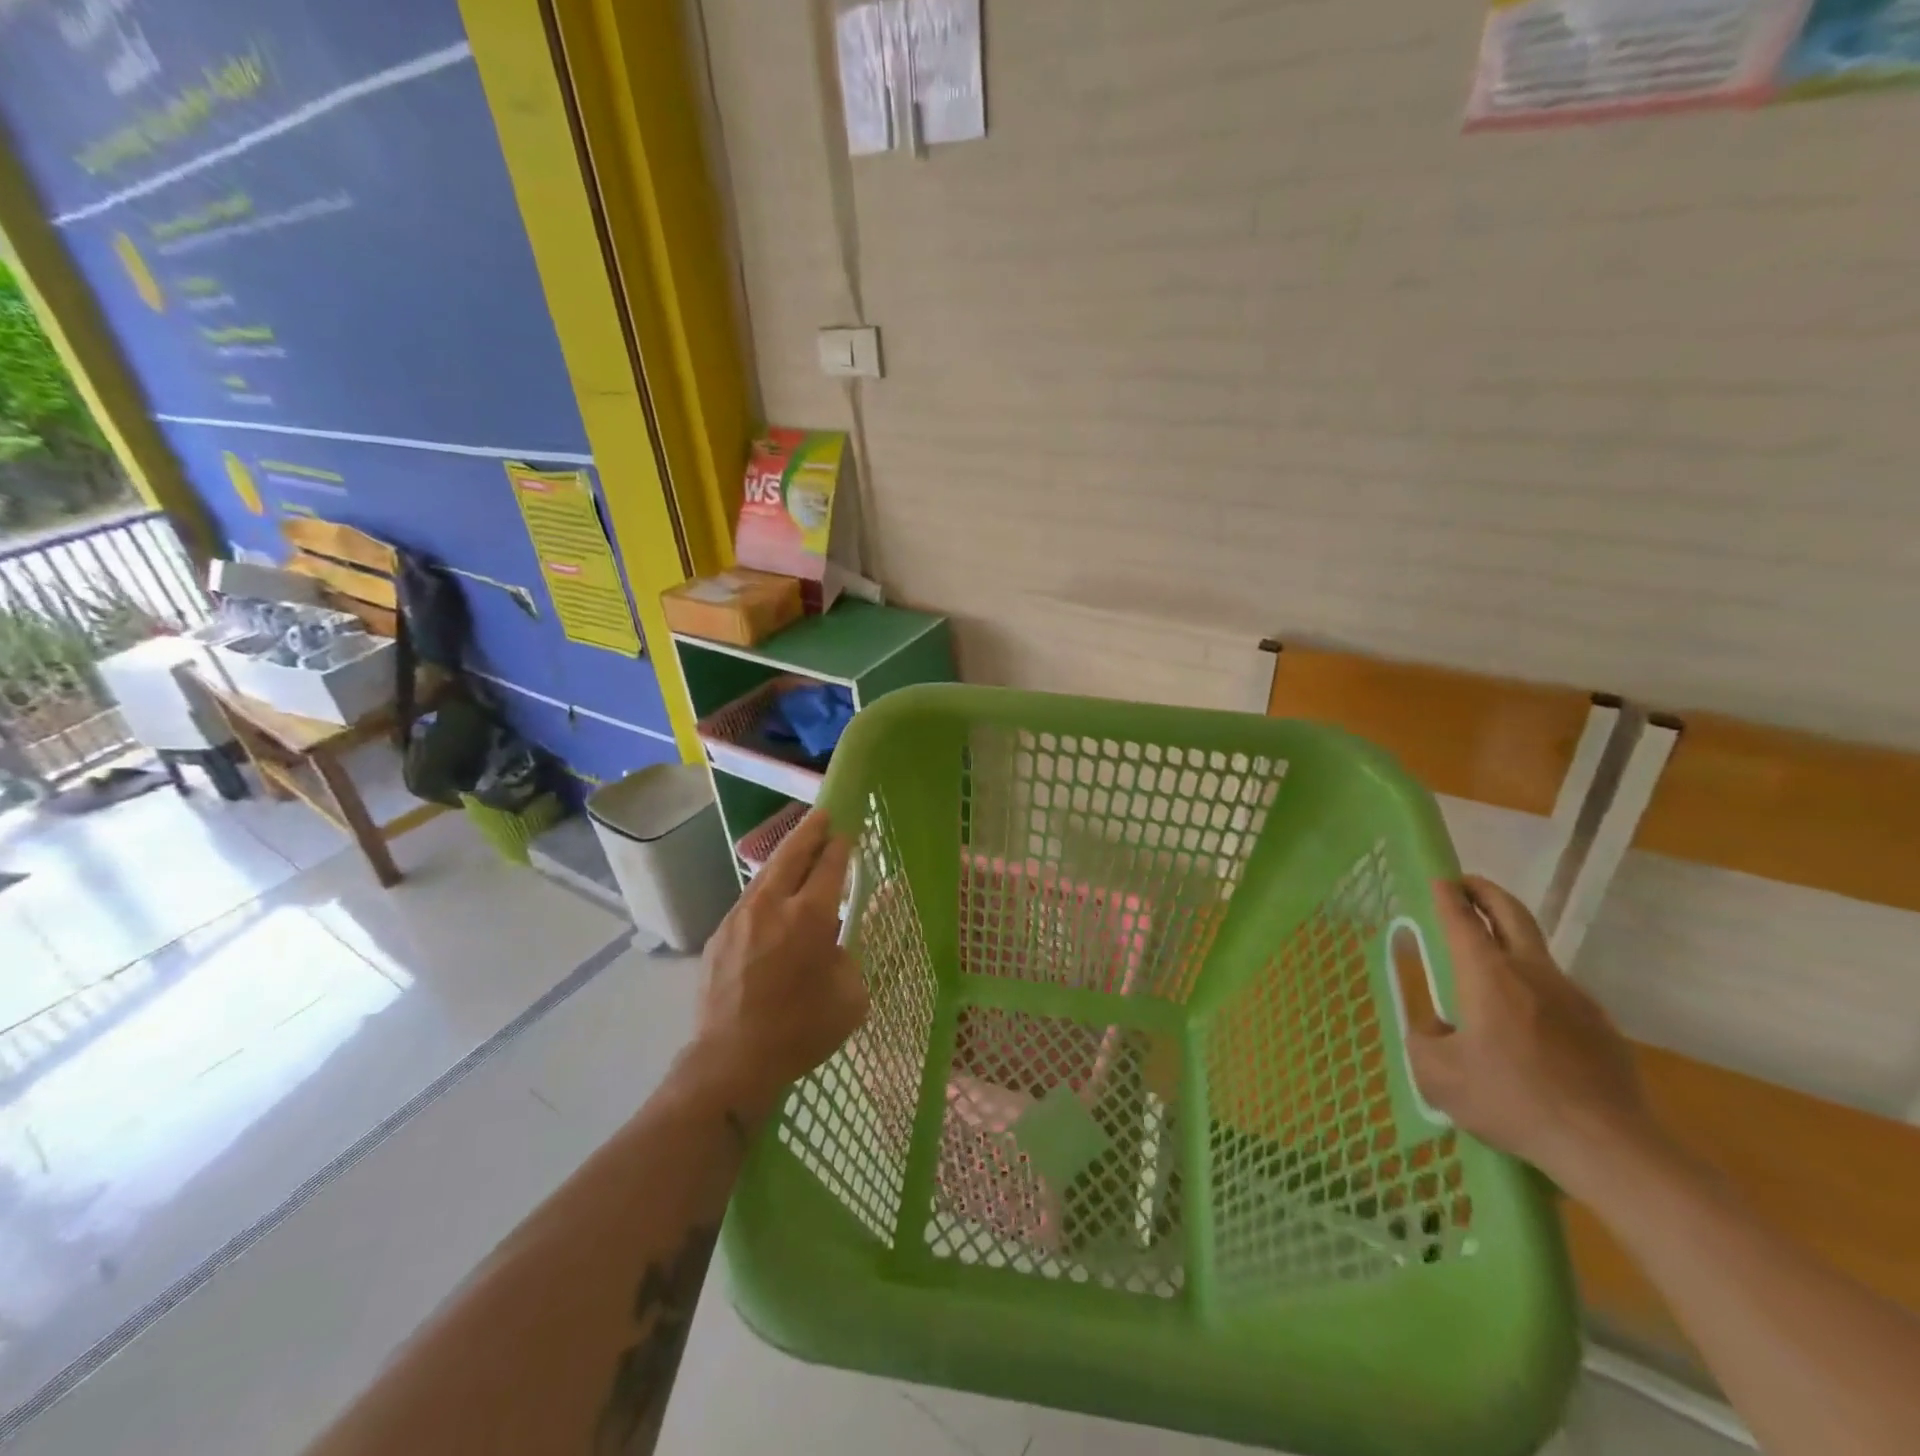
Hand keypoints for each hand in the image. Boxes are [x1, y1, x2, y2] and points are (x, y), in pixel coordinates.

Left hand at [689, 808, 867, 1123]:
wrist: (731, 1061)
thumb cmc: (800, 1030)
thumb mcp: (850, 997)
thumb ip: (847, 959)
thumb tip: (834, 944)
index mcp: (810, 917)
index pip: (829, 866)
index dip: (840, 846)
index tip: (847, 832)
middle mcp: (772, 906)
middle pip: (792, 855)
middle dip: (810, 832)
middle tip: (822, 815)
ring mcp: (739, 918)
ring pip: (765, 875)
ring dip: (784, 857)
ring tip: (797, 848)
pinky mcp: (718, 936)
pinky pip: (748, 902)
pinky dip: (765, 890)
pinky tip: (771, 899)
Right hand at [1404, 876, 1659, 1195]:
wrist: (1610, 1147)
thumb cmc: (1513, 1101)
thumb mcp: (1439, 1077)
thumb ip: (1423, 1042)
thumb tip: (1433, 1029)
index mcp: (1488, 976)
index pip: (1462, 920)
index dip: (1447, 896)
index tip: (1437, 879)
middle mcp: (1532, 974)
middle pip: (1511, 914)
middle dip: (1485, 892)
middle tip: (1465, 885)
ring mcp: (1574, 998)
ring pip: (1536, 952)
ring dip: (1510, 940)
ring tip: (1488, 960)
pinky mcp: (1601, 1026)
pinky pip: (1558, 992)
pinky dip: (1534, 986)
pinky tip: (1525, 1022)